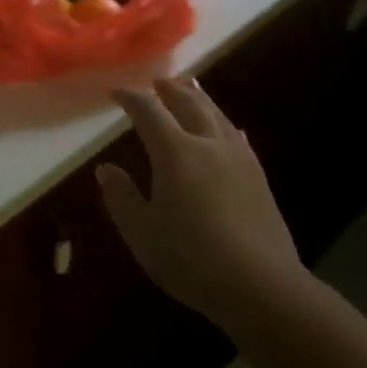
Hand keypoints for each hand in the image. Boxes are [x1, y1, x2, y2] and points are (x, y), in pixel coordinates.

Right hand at [97, 77, 305, 319]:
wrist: (261, 285)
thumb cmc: (190, 258)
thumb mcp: (142, 232)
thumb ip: (121, 197)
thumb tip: (106, 169)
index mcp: (175, 152)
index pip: (149, 112)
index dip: (131, 98)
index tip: (116, 93)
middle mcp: (208, 144)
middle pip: (189, 104)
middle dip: (170, 90)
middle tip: (157, 82)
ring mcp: (239, 159)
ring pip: (217, 115)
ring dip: (200, 98)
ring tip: (191, 88)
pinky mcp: (259, 177)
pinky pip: (237, 136)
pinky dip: (224, 123)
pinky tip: (228, 129)